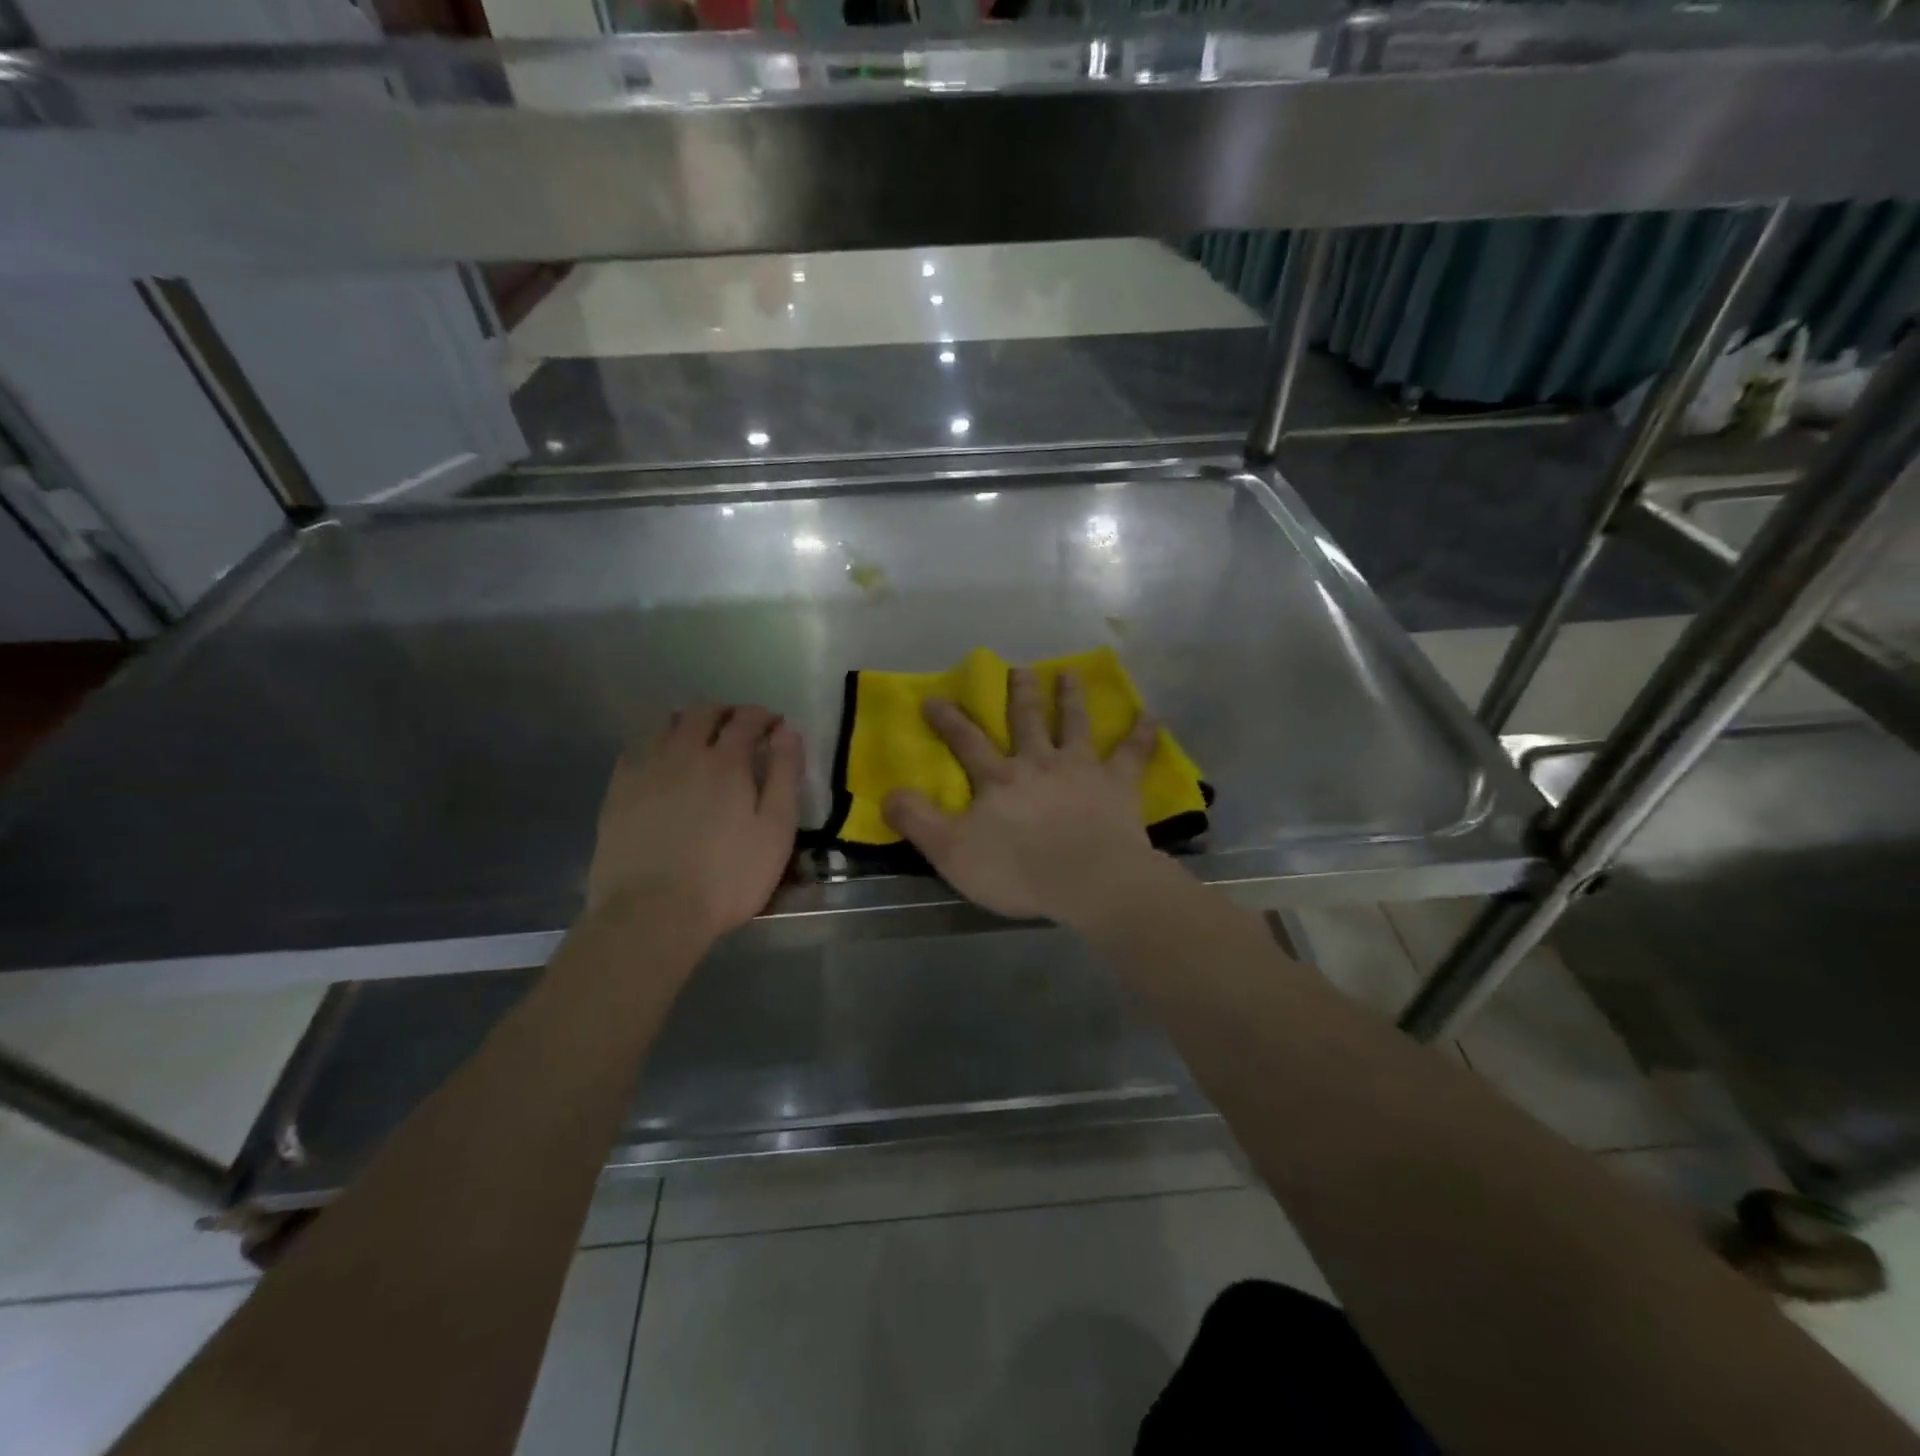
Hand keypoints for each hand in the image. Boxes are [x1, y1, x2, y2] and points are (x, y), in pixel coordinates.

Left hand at [586, 704, 801, 942]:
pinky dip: (657, 746)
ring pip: (666, 725)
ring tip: (701, 742)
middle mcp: (683, 753)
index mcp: (726, 761)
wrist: (652, 913)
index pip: (746, 719)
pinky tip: (662, 765)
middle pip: (703, 712)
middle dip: (726, 712)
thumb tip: (787, 732)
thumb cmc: (728, 876)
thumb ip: (784, 776)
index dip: (764, 716)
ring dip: (689, 724)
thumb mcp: (775, 830)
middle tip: (740, 728)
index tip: (775, 725)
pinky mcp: (617, 792)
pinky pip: (637, 750)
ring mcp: (645, 770)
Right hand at [882, 667, 1167, 925]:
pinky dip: (1143, 733)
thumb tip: (888, 793)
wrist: (1088, 881)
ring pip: (1075, 725)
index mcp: (999, 779)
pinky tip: (1152, 714)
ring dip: (1071, 698)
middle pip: (1027, 721)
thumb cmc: (1017, 870)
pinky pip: (1133, 754)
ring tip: (1070, 674)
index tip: (934, 697)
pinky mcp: (1118, 786)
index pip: (966, 742)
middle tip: (1020, 668)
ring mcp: (1081, 770)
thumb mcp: (952, 851)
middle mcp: (1038, 763)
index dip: (947, 720)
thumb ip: (918, 821)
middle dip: (1020, 694)